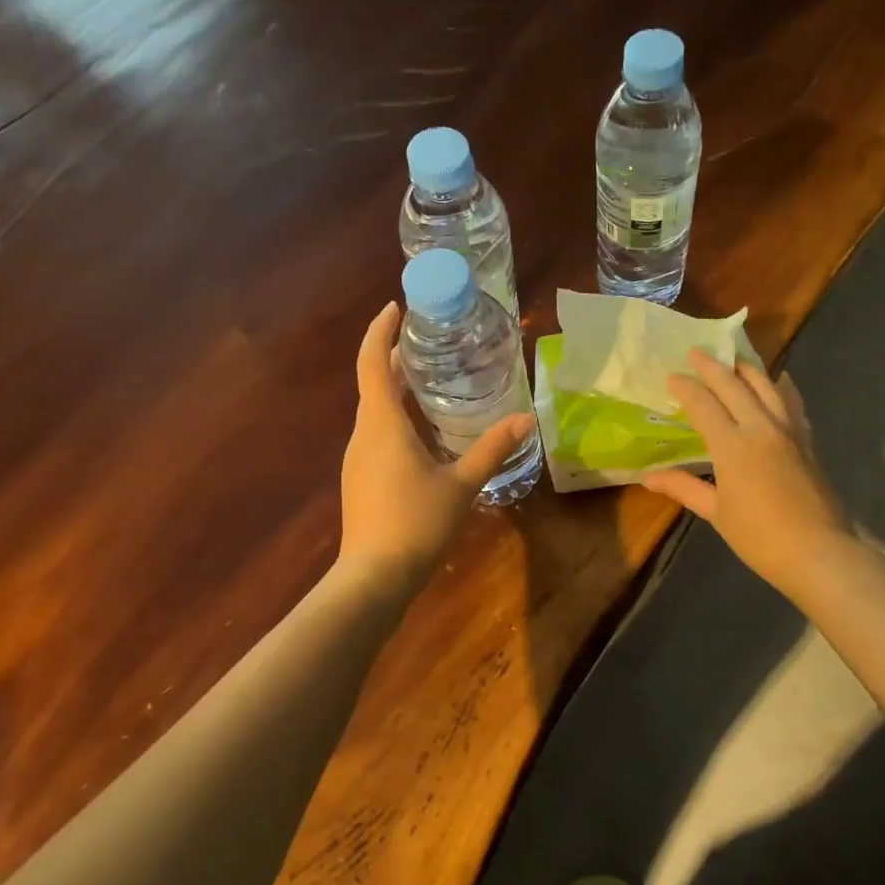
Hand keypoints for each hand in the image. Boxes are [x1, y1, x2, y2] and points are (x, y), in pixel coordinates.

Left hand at [338, 302, 535, 589]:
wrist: (374, 577)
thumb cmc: (416, 523)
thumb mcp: (461, 484)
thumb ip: (491, 449)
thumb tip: (525, 420)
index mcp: (383, 424)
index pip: (373, 363)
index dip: (380, 332)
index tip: (395, 307)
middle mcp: (364, 434)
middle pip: (373, 382)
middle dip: (394, 357)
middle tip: (426, 340)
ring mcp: (358, 458)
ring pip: (375, 409)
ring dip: (395, 387)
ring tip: (429, 378)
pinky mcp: (361, 478)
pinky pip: (376, 432)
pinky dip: (395, 416)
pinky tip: (422, 430)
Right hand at [642, 352, 854, 602]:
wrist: (819, 552)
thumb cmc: (760, 537)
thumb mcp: (717, 513)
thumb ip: (684, 488)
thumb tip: (648, 477)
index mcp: (732, 445)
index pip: (704, 404)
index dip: (686, 388)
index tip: (672, 376)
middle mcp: (761, 427)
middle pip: (734, 385)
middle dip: (712, 366)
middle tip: (696, 352)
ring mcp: (789, 431)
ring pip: (767, 386)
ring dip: (747, 369)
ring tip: (733, 359)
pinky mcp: (807, 440)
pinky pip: (793, 402)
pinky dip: (782, 387)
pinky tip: (780, 381)